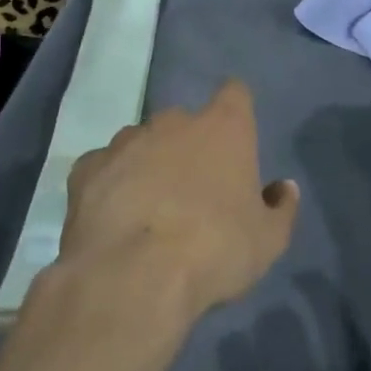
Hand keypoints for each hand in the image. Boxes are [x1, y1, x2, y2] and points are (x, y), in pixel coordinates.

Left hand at [61, 79, 298, 319]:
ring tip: (148, 208)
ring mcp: (125, 141)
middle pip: (185, 122)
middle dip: (188, 147)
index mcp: (224, 127)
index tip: (235, 139)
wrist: (132, 277)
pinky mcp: (87, 168)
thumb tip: (283, 188)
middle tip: (192, 191)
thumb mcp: (269, 241)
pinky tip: (112, 218)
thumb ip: (280, 208)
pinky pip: (104, 168)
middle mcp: (174, 122)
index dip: (236, 110)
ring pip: (142, 142)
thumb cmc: (214, 249)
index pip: (236, 93)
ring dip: (148, 164)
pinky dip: (110, 184)